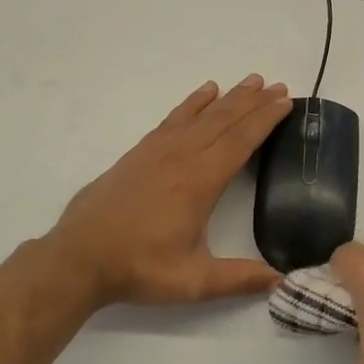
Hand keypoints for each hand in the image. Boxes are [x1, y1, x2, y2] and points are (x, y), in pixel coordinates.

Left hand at [48, 75, 292, 307]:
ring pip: (200, 115)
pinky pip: (173, 119)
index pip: (240, 142)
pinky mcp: (139, 153)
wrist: (78, 257)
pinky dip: (192, 103)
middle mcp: (181, 158)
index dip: (265, 120)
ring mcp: (157, 152)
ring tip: (250, 81)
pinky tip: (204, 94)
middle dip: (253, 102)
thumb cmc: (138, 268)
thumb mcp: (193, 281)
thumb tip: (281, 282)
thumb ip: (240, 279)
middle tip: (278, 86)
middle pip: (224, 121)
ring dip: (228, 98)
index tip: (286, 102)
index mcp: (199, 182)